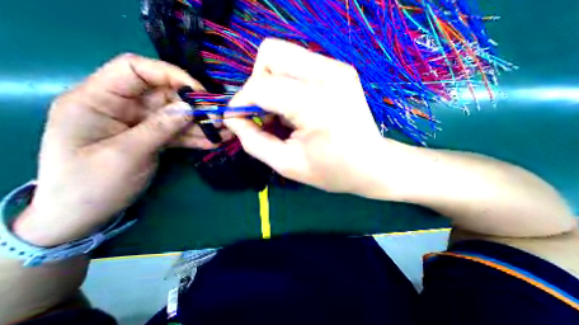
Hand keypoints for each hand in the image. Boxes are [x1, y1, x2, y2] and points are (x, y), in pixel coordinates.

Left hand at [12, 53, 228, 245]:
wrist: (85, 214)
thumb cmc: (92, 185)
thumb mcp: (127, 154)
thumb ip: (159, 128)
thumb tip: (190, 108)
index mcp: (99, 100)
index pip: (136, 69)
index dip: (170, 74)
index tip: (199, 92)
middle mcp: (123, 106)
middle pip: (165, 95)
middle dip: (195, 106)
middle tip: (219, 120)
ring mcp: (141, 123)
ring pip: (177, 116)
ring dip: (202, 125)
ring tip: (224, 134)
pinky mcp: (154, 137)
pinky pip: (179, 133)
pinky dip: (197, 138)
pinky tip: (214, 143)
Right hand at [224, 40, 408, 197]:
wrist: (372, 165)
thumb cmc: (332, 171)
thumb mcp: (287, 165)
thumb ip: (254, 142)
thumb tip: (234, 119)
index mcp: (315, 102)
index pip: (260, 86)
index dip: (240, 103)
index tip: (238, 121)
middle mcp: (327, 74)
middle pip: (269, 55)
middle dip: (257, 86)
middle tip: (264, 116)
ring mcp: (336, 68)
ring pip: (282, 56)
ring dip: (271, 84)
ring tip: (281, 115)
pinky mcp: (339, 70)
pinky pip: (297, 65)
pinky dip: (286, 84)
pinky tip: (295, 109)